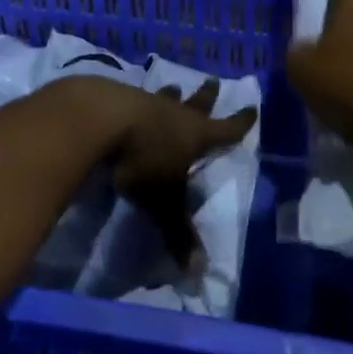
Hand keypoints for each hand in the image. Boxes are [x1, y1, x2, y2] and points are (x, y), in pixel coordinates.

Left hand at [58, 77, 255, 266]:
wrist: (100, 118)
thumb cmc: (141, 160)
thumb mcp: (162, 203)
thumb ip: (179, 233)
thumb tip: (199, 272)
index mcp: (195, 135)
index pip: (226, 129)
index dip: (240, 123)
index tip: (252, 108)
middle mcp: (175, 114)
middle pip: (197, 103)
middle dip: (207, 96)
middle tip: (213, 81)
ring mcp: (146, 102)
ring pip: (165, 97)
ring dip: (171, 95)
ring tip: (174, 86)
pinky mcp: (118, 98)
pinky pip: (136, 97)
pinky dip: (139, 99)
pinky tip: (131, 97)